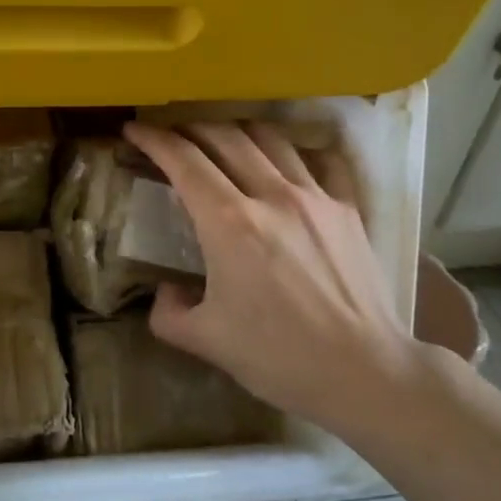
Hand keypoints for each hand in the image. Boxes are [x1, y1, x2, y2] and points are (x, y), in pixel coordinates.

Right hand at [122, 119, 423, 439]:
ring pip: (270, 139)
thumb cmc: (279, 357)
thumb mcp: (206, 341)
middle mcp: (270, 195)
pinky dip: (293, 152)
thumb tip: (166, 291)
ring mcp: (315, 197)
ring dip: (238, 132)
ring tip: (224, 140)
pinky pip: (318, 162)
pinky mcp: (348, 209)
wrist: (366, 372)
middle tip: (174, 134)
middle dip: (191, 128)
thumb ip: (169, 312)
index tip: (134, 130)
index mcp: (228, 222)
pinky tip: (286, 162)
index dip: (153, 139)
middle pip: (224, 137)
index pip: (183, 161)